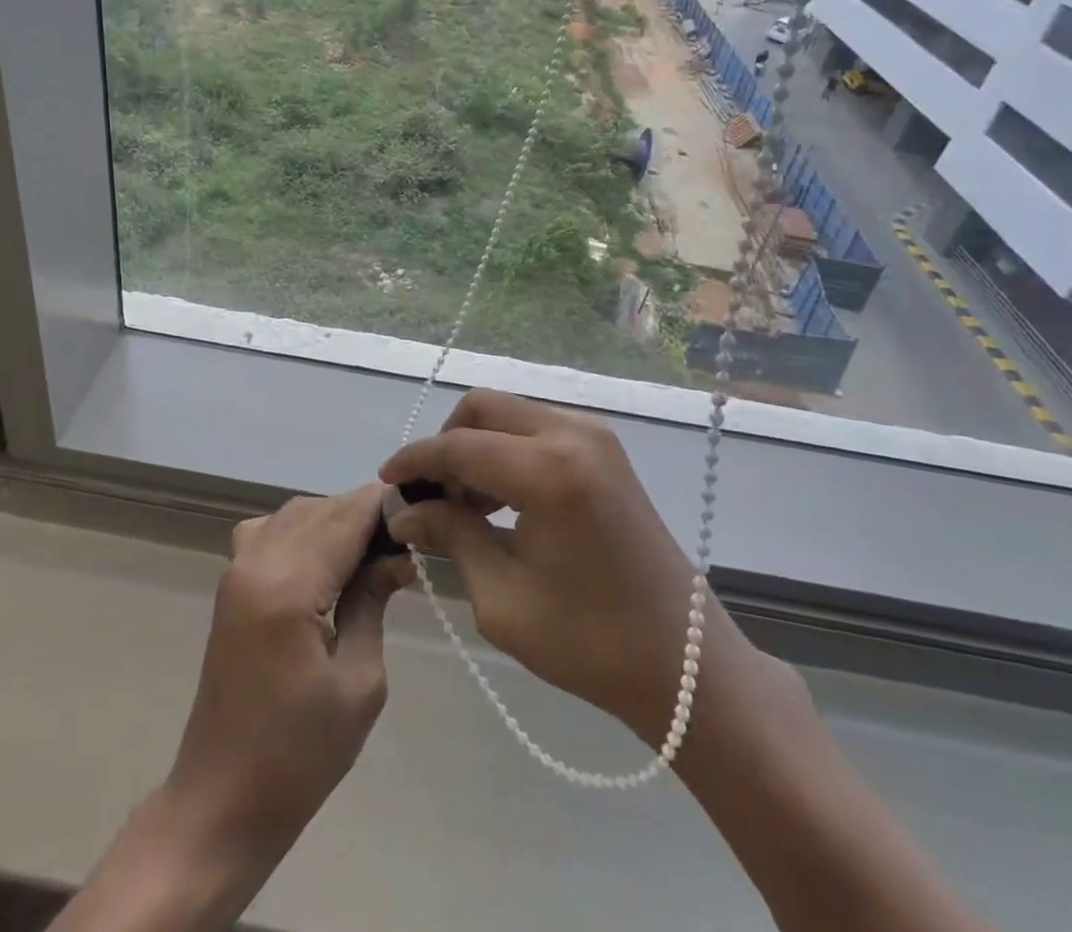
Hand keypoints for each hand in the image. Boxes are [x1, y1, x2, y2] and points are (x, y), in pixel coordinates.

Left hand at [165, 485, 412, 860]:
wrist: (222, 800)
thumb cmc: (299, 756)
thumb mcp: (359, 683)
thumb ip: (373, 602)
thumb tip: (396, 555)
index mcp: (287, 586)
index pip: (346, 517)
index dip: (385, 504)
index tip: (423, 507)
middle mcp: (256, 561)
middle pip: (320, 509)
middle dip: (365, 512)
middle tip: (406, 538)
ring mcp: (236, 568)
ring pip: (295, 513)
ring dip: (335, 518)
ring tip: (374, 549)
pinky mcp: (230, 583)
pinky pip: (270, 530)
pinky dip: (304, 529)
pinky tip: (326, 559)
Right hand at [382, 389, 741, 750]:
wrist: (685, 664)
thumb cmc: (590, 641)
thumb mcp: (501, 597)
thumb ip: (450, 537)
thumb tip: (404, 511)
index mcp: (548, 470)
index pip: (459, 446)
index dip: (415, 461)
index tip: (386, 482)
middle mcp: (572, 433)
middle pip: (482, 408)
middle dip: (445, 444)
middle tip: (432, 496)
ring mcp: (594, 435)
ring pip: (508, 412)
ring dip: (475, 445)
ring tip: (465, 505)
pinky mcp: (605, 447)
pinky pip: (535, 426)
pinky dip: (505, 449)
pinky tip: (501, 498)